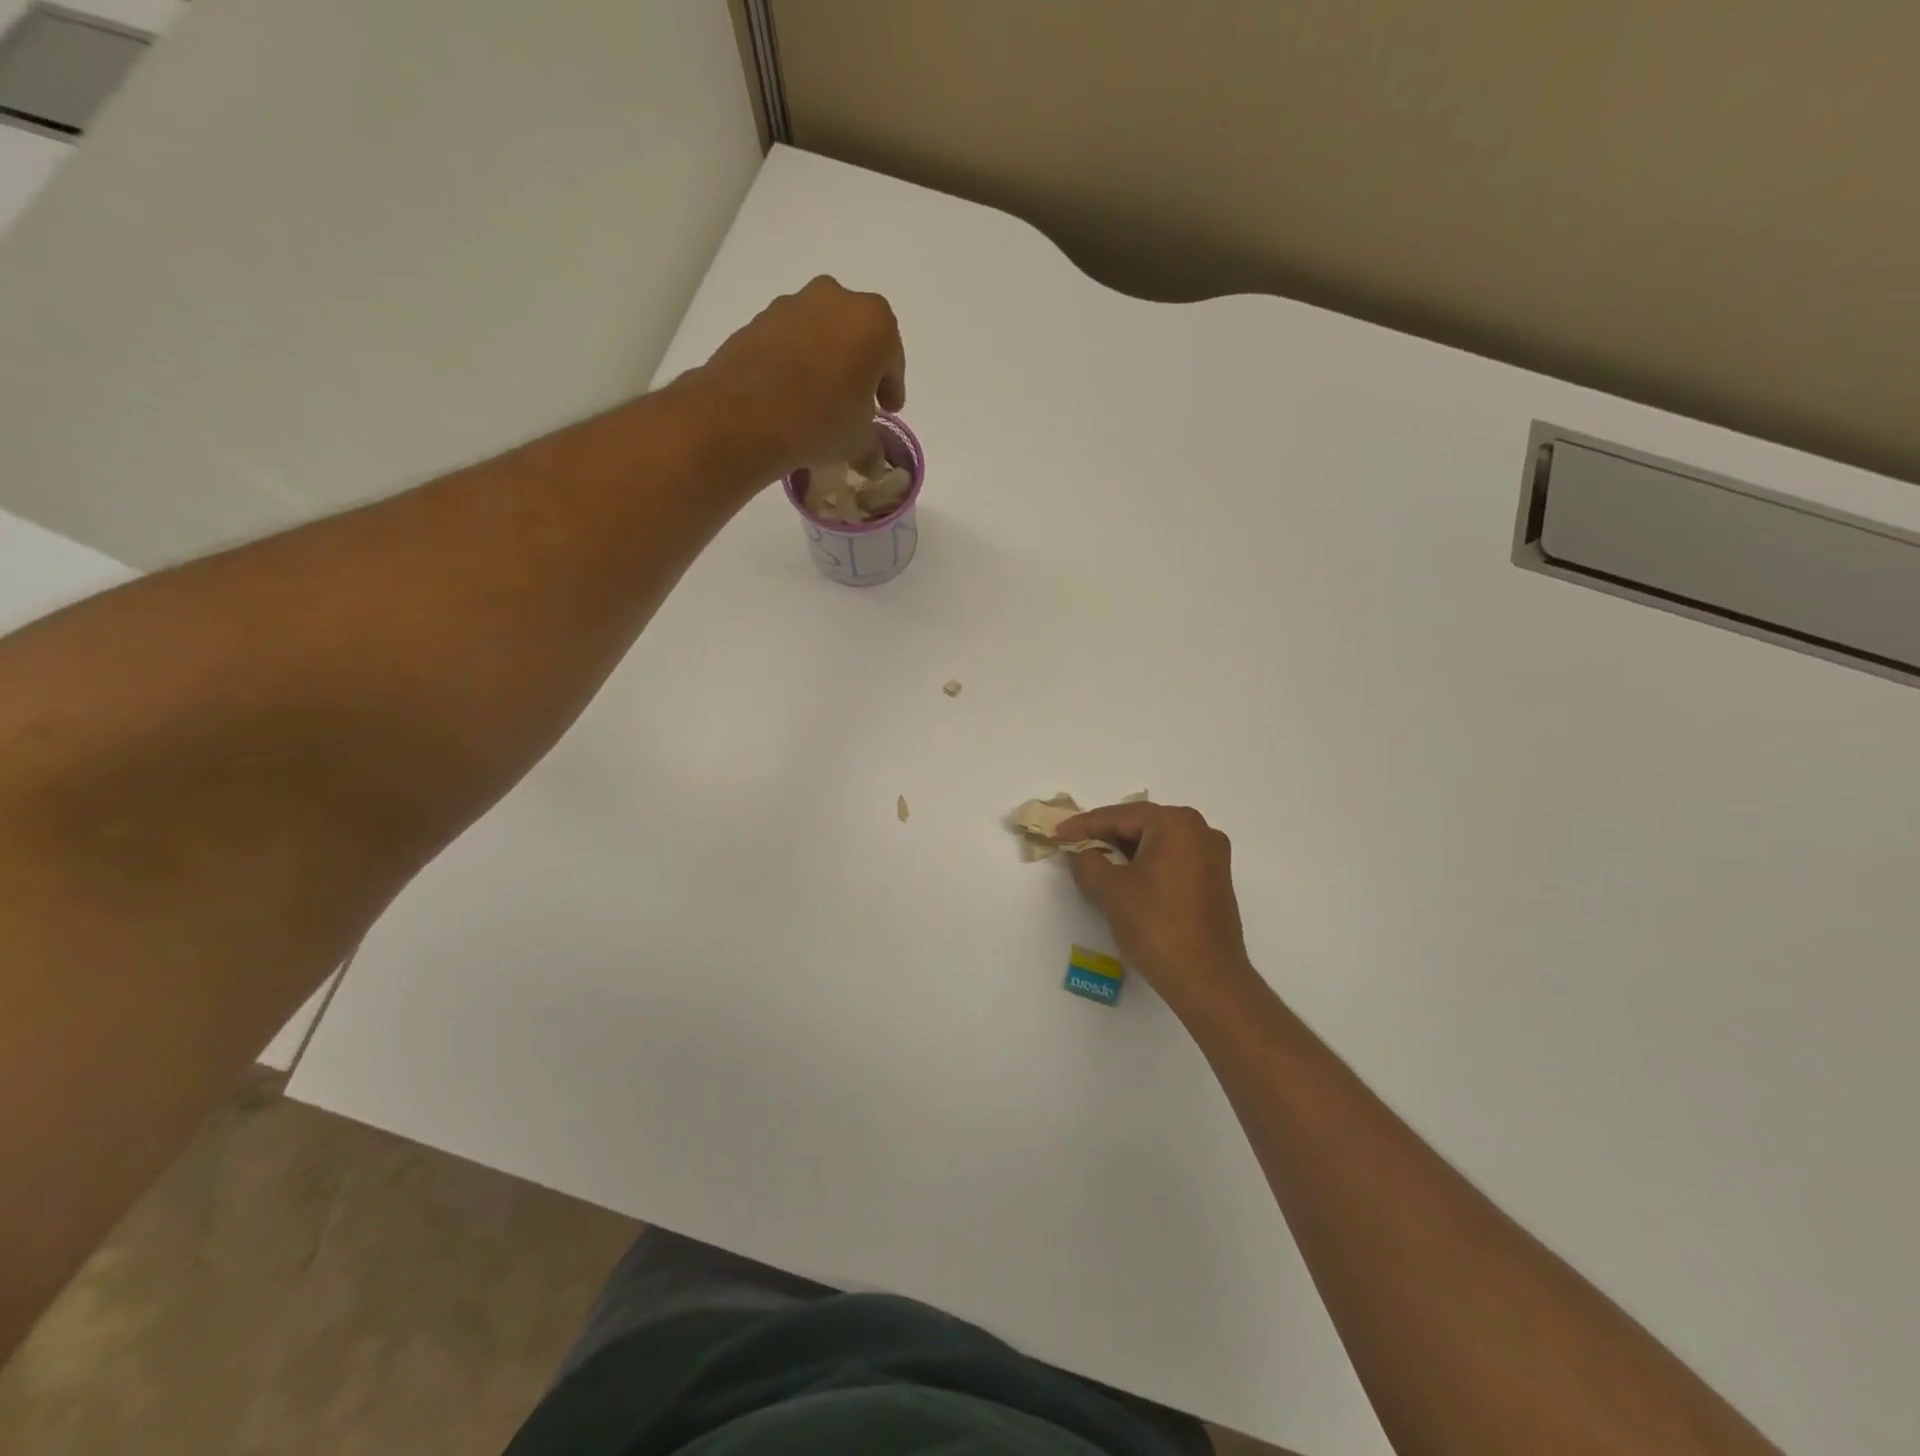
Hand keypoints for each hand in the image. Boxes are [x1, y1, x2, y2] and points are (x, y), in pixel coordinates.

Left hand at [694, 276, 905, 478]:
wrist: (745, 416)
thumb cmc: (821, 420)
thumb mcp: (858, 442)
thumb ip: (872, 446)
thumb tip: (873, 462)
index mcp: (874, 322)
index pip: (893, 359)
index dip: (892, 389)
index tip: (888, 410)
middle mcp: (836, 299)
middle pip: (857, 336)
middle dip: (859, 367)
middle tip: (855, 401)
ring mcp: (794, 304)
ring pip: (821, 334)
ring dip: (826, 361)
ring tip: (819, 400)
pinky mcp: (759, 318)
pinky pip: (790, 341)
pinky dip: (796, 362)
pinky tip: (791, 394)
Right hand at [1055, 802, 1257, 1017]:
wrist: (1207, 980)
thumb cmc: (1157, 925)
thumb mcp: (1111, 890)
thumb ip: (1088, 863)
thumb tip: (1081, 853)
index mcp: (1176, 824)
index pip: (1120, 816)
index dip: (1084, 825)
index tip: (1058, 833)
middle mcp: (1200, 831)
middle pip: (1142, 824)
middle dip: (1106, 835)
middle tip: (1074, 844)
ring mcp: (1213, 856)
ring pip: (1158, 842)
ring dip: (1126, 851)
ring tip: (1095, 861)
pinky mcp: (1215, 881)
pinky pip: (1173, 860)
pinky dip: (1147, 864)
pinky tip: (1126, 878)